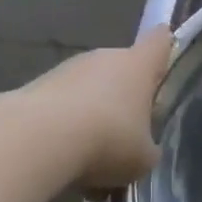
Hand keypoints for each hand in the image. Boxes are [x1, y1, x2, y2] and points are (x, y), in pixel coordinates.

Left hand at [24, 27, 174, 188]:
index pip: (159, 42)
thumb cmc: (108, 140)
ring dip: (93, 116)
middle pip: (122, 71)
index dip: (165, 47)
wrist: (37, 141)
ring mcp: (66, 70)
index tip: (167, 56)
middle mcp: (103, 58)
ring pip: (89, 91)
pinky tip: (65, 160)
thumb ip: (148, 149)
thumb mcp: (143, 157)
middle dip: (125, 98)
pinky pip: (61, 107)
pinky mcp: (34, 88)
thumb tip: (142, 149)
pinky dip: (65, 129)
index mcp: (138, 66)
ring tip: (92, 157)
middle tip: (129, 134)